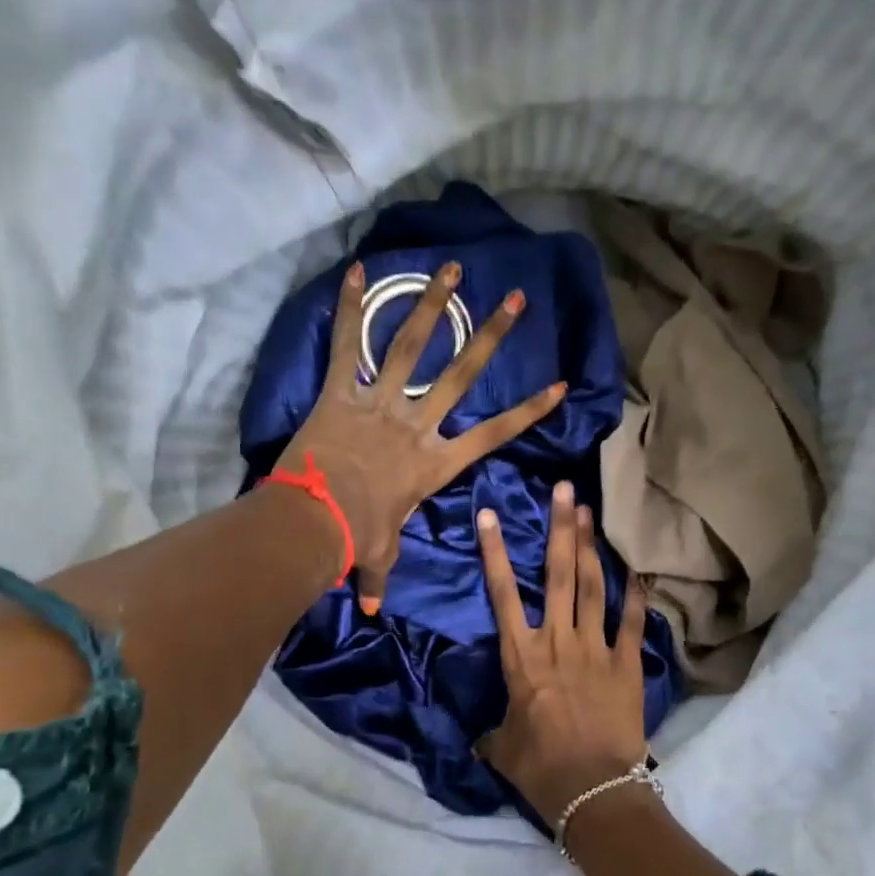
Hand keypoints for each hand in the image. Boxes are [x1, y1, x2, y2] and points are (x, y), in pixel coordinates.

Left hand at [275, 260, 565, 612]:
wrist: (315, 521)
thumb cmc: (356, 539)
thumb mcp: (378, 556)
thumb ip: (378, 576)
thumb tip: (371, 609)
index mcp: (434, 464)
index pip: (493, 435)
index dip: (528, 411)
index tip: (559, 385)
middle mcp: (416, 424)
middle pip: (461, 374)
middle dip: (491, 335)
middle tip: (515, 299)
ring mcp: (380, 403)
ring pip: (411, 345)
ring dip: (433, 304)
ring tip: (452, 267)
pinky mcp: (341, 393)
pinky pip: (347, 345)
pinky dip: (351, 308)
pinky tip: (359, 270)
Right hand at [477, 480, 650, 825]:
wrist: (592, 788)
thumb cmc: (540, 767)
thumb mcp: (503, 748)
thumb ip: (494, 734)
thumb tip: (482, 740)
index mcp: (521, 656)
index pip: (501, 594)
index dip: (494, 552)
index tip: (489, 515)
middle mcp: (557, 641)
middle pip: (557, 574)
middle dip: (559, 529)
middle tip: (564, 490)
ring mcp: (596, 648)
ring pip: (591, 586)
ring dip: (590, 547)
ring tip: (590, 512)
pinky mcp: (626, 664)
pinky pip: (631, 621)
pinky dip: (634, 595)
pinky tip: (637, 569)